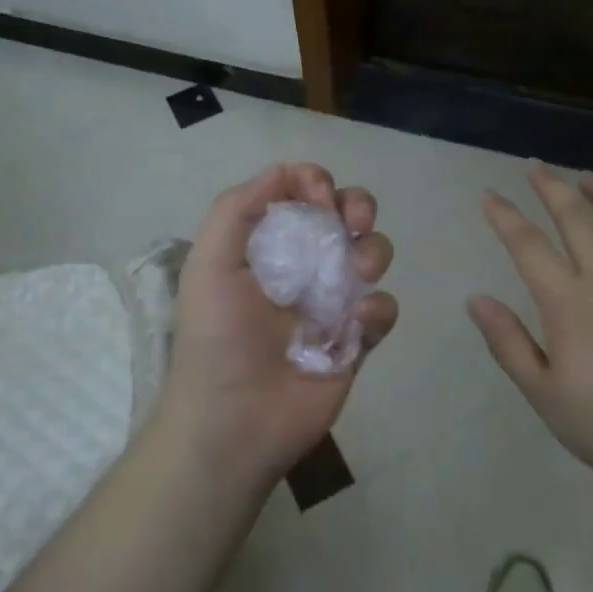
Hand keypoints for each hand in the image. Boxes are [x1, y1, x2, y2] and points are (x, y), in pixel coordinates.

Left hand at [160, 163, 397, 488]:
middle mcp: (303, 265)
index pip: (301, 194)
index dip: (315, 182)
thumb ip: (237, 208)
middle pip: (346, 215)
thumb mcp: (209, 263)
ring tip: (355, 272)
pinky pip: (383, 309)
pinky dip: (377, 308)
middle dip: (358, 205)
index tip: (319, 196)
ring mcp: (332, 302)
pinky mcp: (356, 340)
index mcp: (267, 245)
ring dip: (372, 251)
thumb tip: (283, 171)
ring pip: (372, 254)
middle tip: (354, 220)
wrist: (234, 420)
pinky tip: (355, 322)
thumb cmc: (217, 337)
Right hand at [468, 165, 592, 511]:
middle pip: (579, 219)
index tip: (489, 195)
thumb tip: (476, 299)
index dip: (505, 216)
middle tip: (537, 166)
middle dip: (553, 187)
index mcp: (570, 303)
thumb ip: (508, 343)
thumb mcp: (544, 394)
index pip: (528, 245)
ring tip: (588, 177)